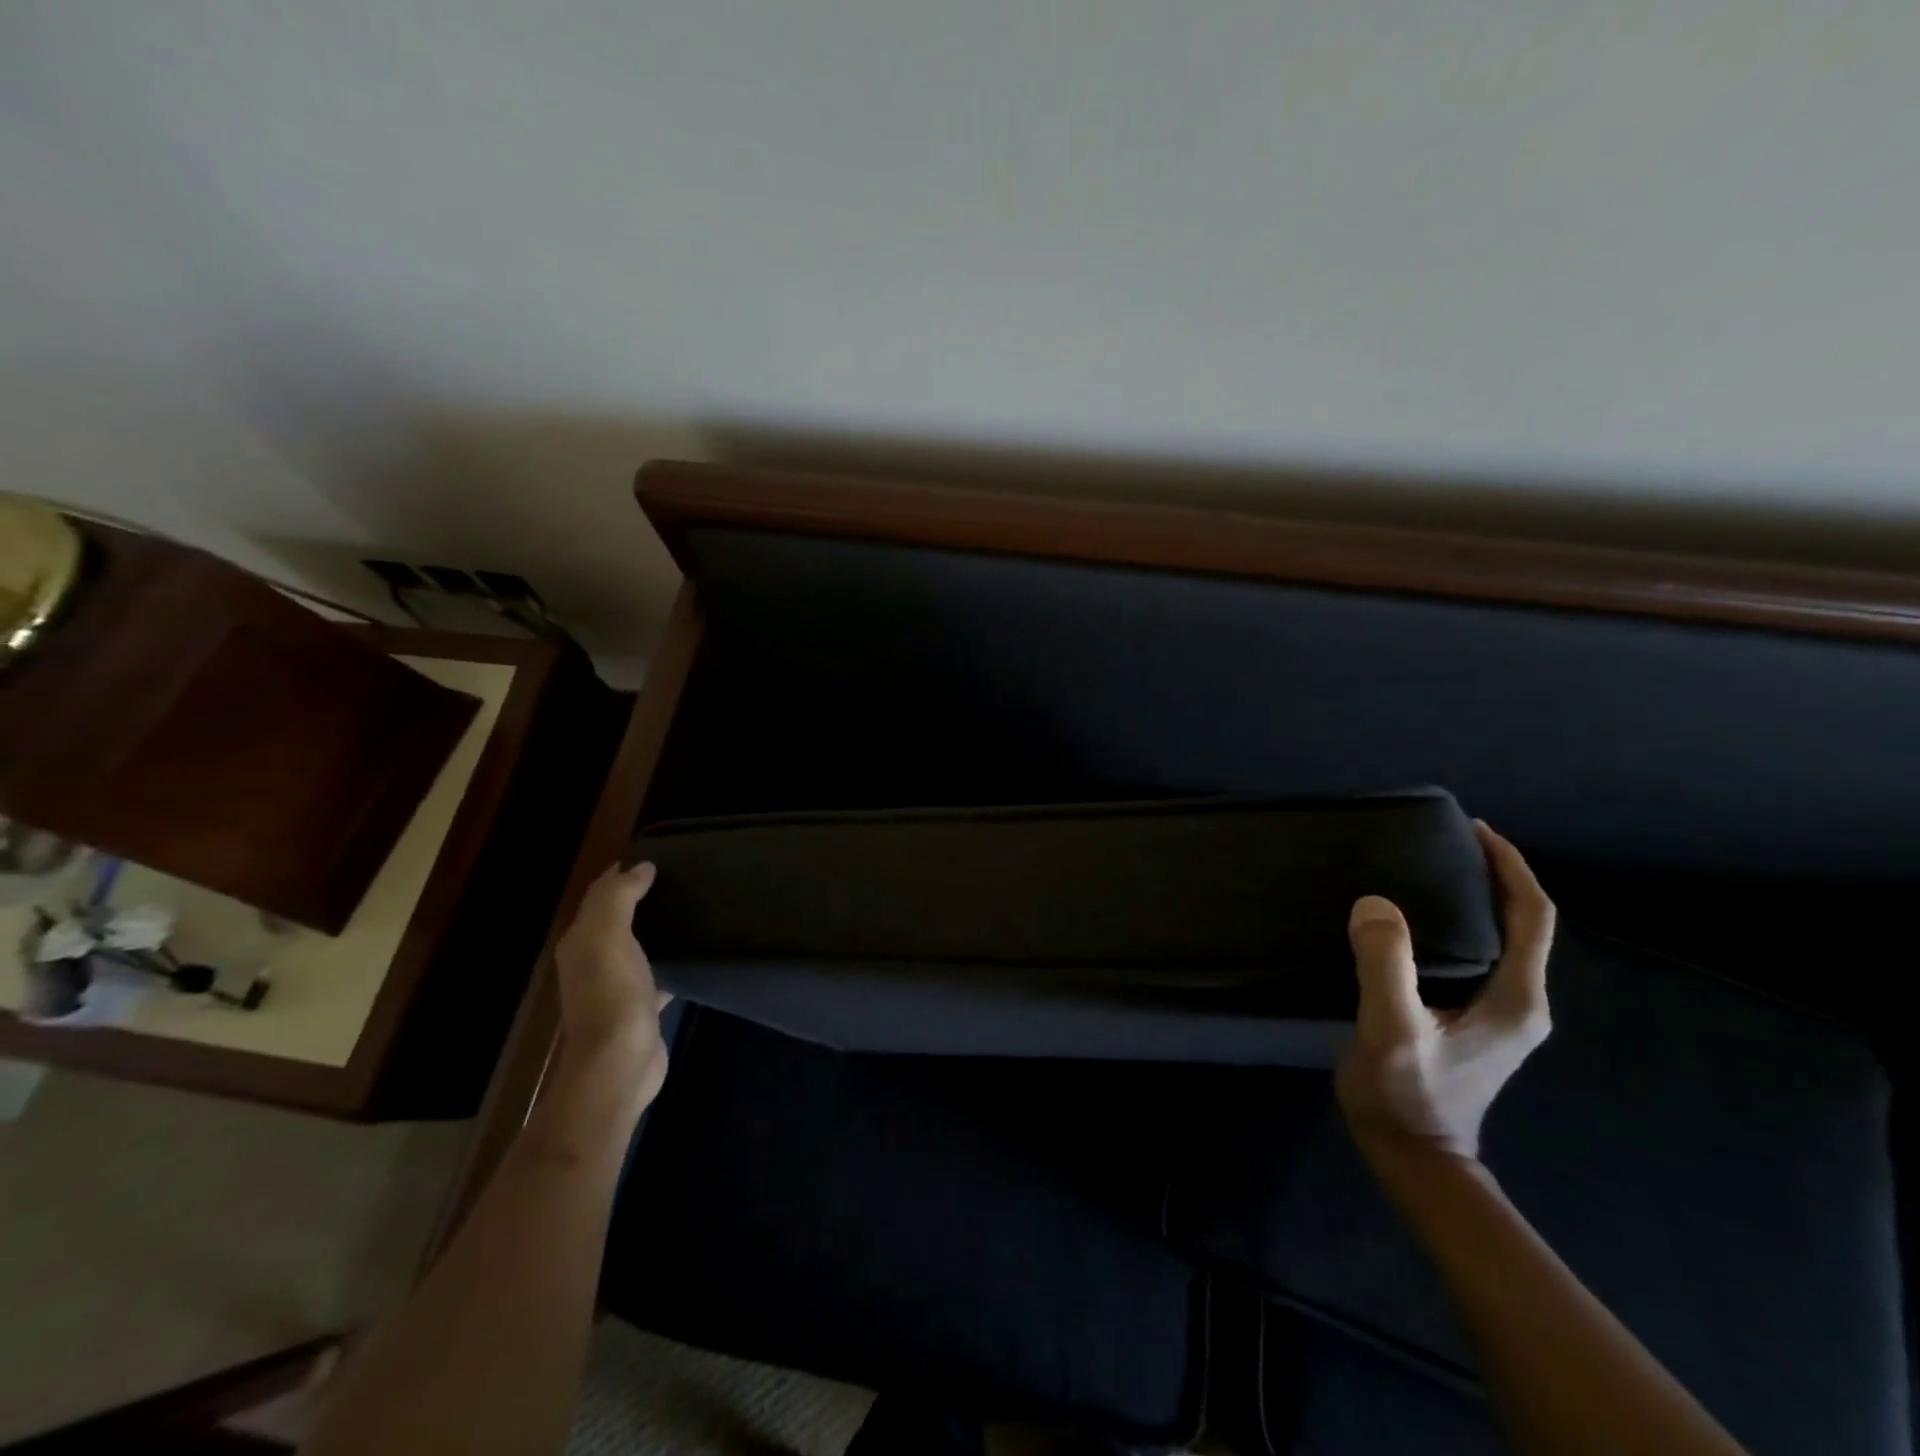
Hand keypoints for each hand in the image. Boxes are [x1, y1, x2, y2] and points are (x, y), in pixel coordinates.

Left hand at [552, 861, 670, 1110]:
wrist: (619, 1063)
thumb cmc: (612, 993)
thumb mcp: (608, 936)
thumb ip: (619, 897)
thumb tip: (641, 867)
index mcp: (580, 942)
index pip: (598, 895)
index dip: (620, 873)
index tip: (656, 857)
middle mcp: (592, 962)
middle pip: (615, 919)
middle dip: (639, 897)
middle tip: (679, 877)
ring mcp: (616, 987)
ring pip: (636, 946)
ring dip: (655, 928)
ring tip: (690, 908)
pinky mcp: (640, 1008)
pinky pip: (655, 974)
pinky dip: (669, 961)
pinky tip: (692, 956)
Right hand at [1336, 821, 1555, 1167]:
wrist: (1416, 1160)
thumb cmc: (1407, 1095)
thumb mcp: (1391, 1030)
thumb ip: (1387, 965)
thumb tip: (1376, 903)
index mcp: (1515, 998)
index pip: (1531, 917)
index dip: (1509, 868)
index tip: (1476, 831)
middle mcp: (1521, 1002)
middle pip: (1521, 924)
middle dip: (1493, 877)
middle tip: (1444, 844)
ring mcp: (1501, 1016)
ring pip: (1500, 941)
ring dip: (1474, 901)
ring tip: (1427, 871)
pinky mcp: (1477, 1023)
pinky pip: (1477, 957)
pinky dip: (1457, 927)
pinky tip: (1416, 922)